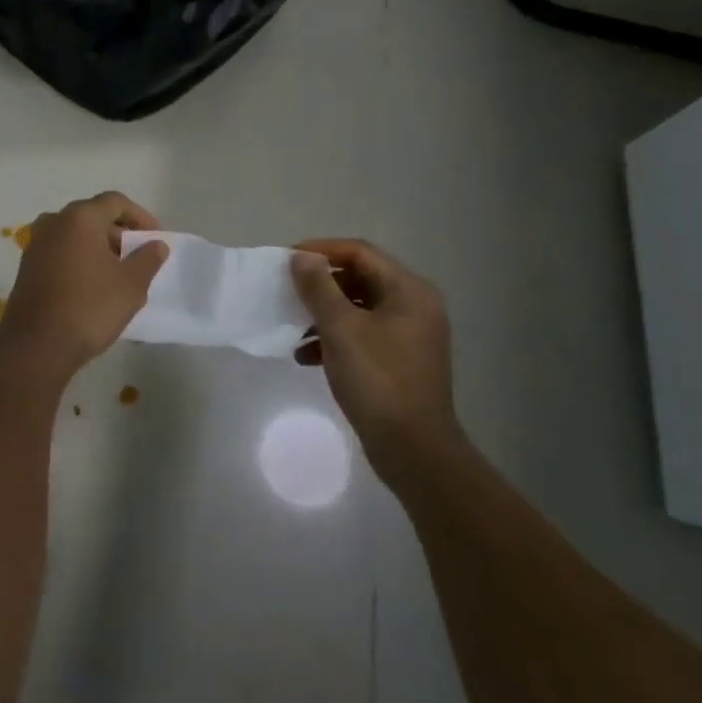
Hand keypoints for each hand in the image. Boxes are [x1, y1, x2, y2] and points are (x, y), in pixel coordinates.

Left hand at [0, 192, 168, 380]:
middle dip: (118, 232)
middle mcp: (54, 222)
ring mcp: (35, 244)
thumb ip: (148, 259)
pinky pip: (60, 252)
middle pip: (92, 216)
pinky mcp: (26, 267)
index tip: (154, 237)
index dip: (139, 216)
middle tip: (138, 256)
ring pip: (74, 235)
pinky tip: (91, 285)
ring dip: (97, 247)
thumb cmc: (90, 307)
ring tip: (116, 272)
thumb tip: (156, 244)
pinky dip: (78, 259)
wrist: (36, 346)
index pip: (115, 202)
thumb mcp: (131, 285)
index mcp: (80, 218)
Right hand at [291, 239, 457, 456]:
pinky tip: (305, 356)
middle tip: (287, 290)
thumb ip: (319, 287)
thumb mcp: (341, 328)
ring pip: (359, 309)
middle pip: (360, 279)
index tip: (287, 260)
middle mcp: (415, 307)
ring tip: (292, 327)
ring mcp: (410, 336)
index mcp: (409, 291)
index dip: (321, 250)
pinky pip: (363, 335)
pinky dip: (335, 339)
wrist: (414, 451)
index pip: (360, 252)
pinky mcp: (400, 362)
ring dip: (323, 314)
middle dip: (320, 285)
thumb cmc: (378, 380)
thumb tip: (302, 257)